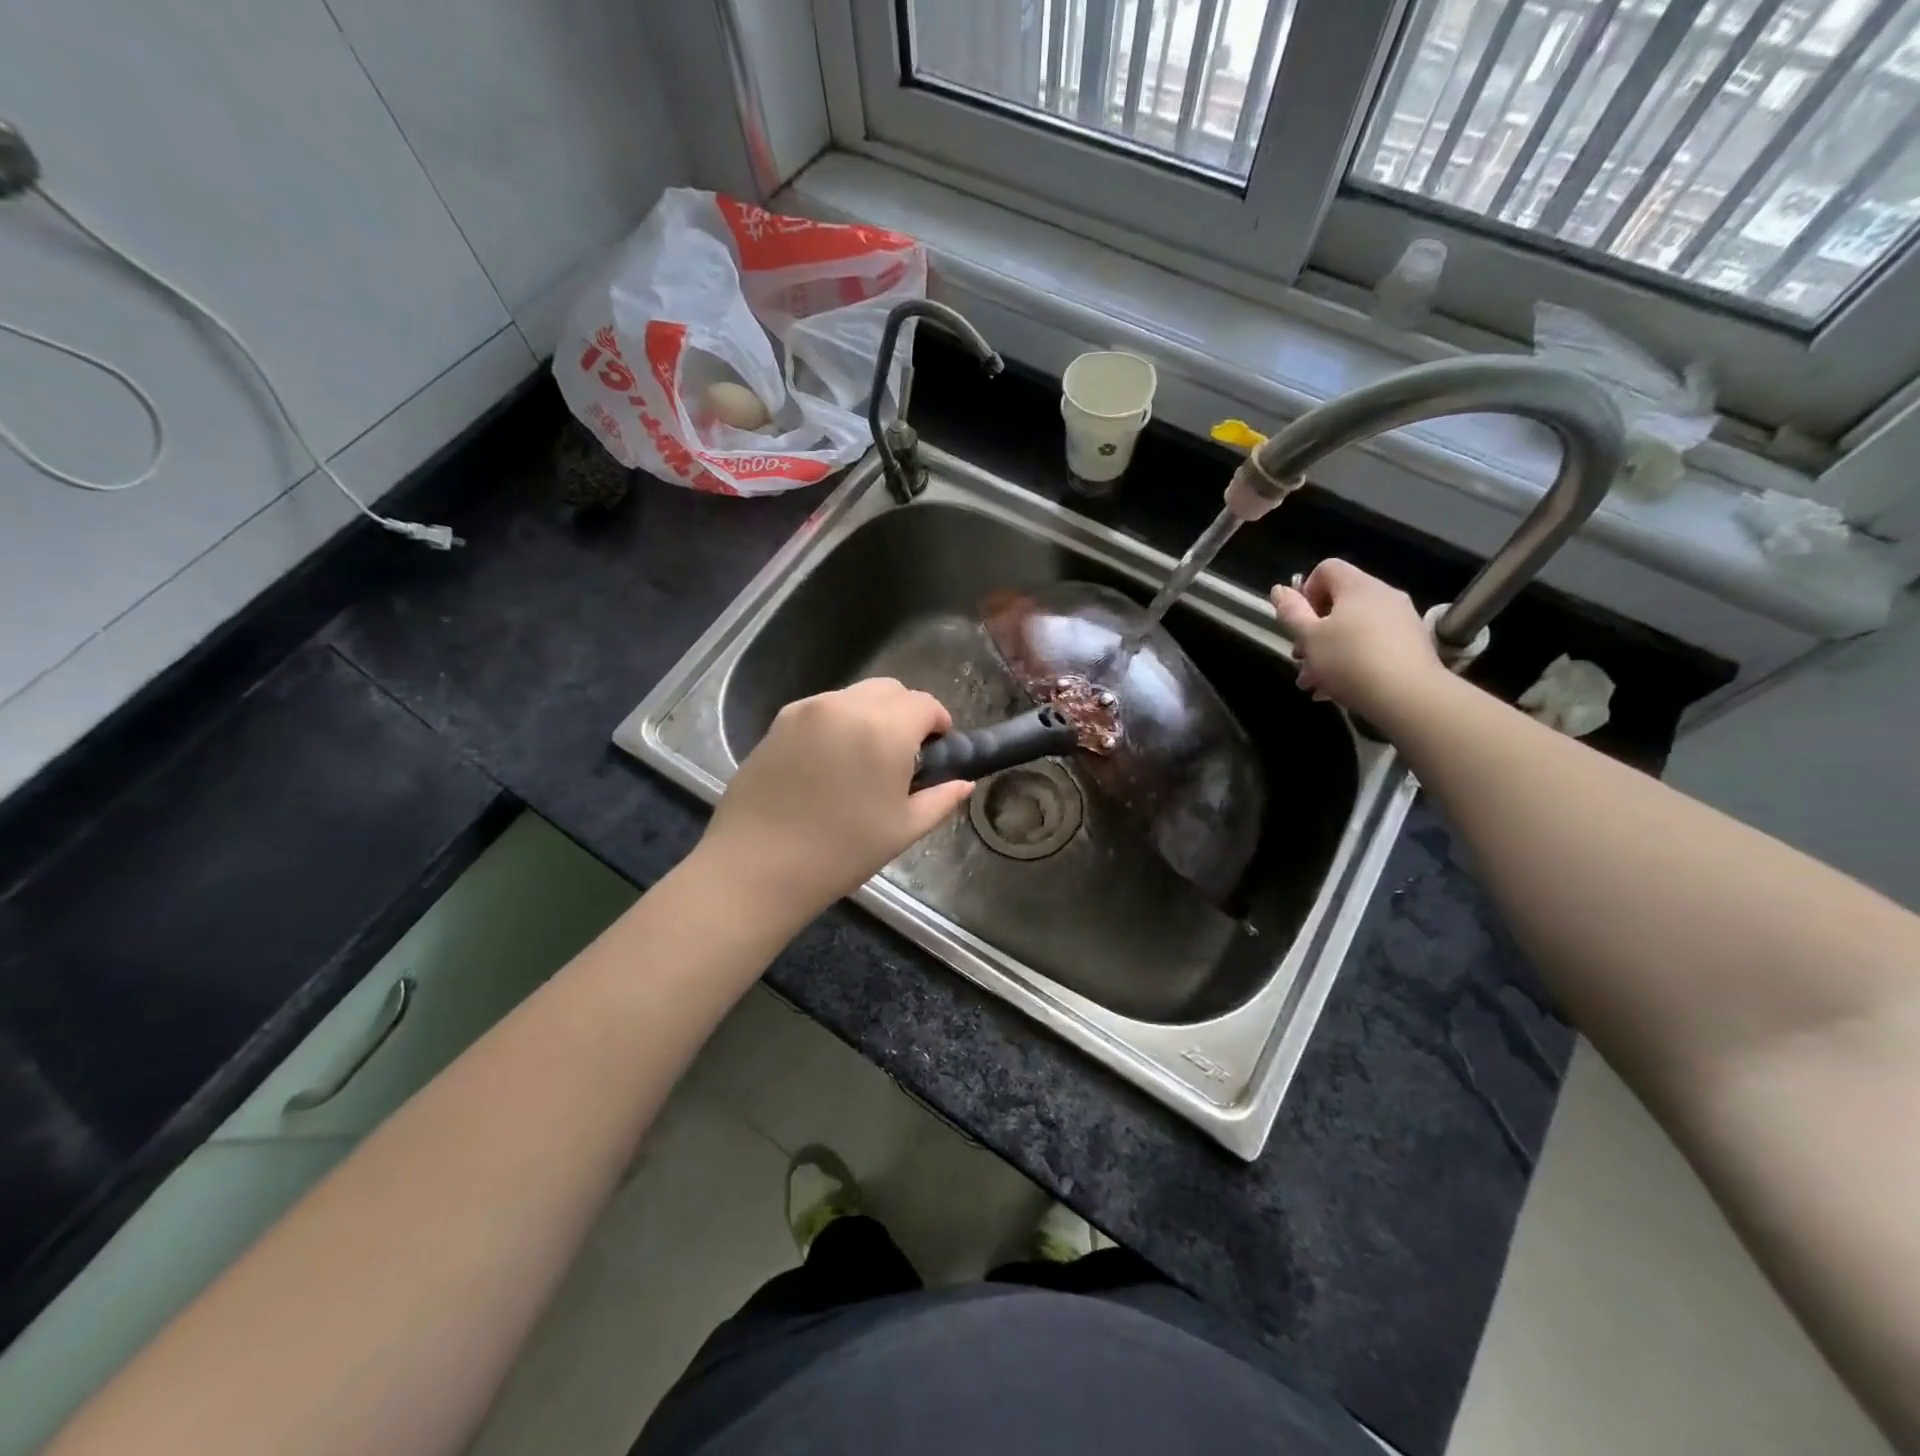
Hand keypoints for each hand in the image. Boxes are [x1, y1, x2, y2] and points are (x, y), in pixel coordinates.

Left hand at [697, 678, 974, 923]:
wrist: (757, 867)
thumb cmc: (840, 853)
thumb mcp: (902, 830)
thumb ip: (940, 799)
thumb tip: (964, 783)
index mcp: (884, 729)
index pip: (924, 703)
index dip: (939, 722)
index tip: (938, 749)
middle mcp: (846, 706)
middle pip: (890, 689)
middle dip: (906, 713)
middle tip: (904, 754)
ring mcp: (806, 710)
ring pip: (854, 696)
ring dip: (871, 714)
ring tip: (864, 758)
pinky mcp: (777, 722)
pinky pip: (822, 708)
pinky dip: (838, 722)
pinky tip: (830, 762)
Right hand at [1269, 559, 1451, 724]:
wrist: (1409, 697)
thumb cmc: (1350, 661)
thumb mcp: (1309, 637)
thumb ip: (1291, 612)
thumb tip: (1279, 589)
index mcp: (1358, 587)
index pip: (1326, 569)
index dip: (1305, 591)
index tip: (1298, 621)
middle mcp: (1383, 596)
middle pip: (1338, 603)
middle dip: (1313, 631)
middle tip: (1300, 659)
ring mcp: (1401, 620)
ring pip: (1353, 629)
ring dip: (1328, 652)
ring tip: (1314, 683)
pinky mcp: (1411, 645)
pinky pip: (1372, 645)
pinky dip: (1352, 661)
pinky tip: (1337, 689)